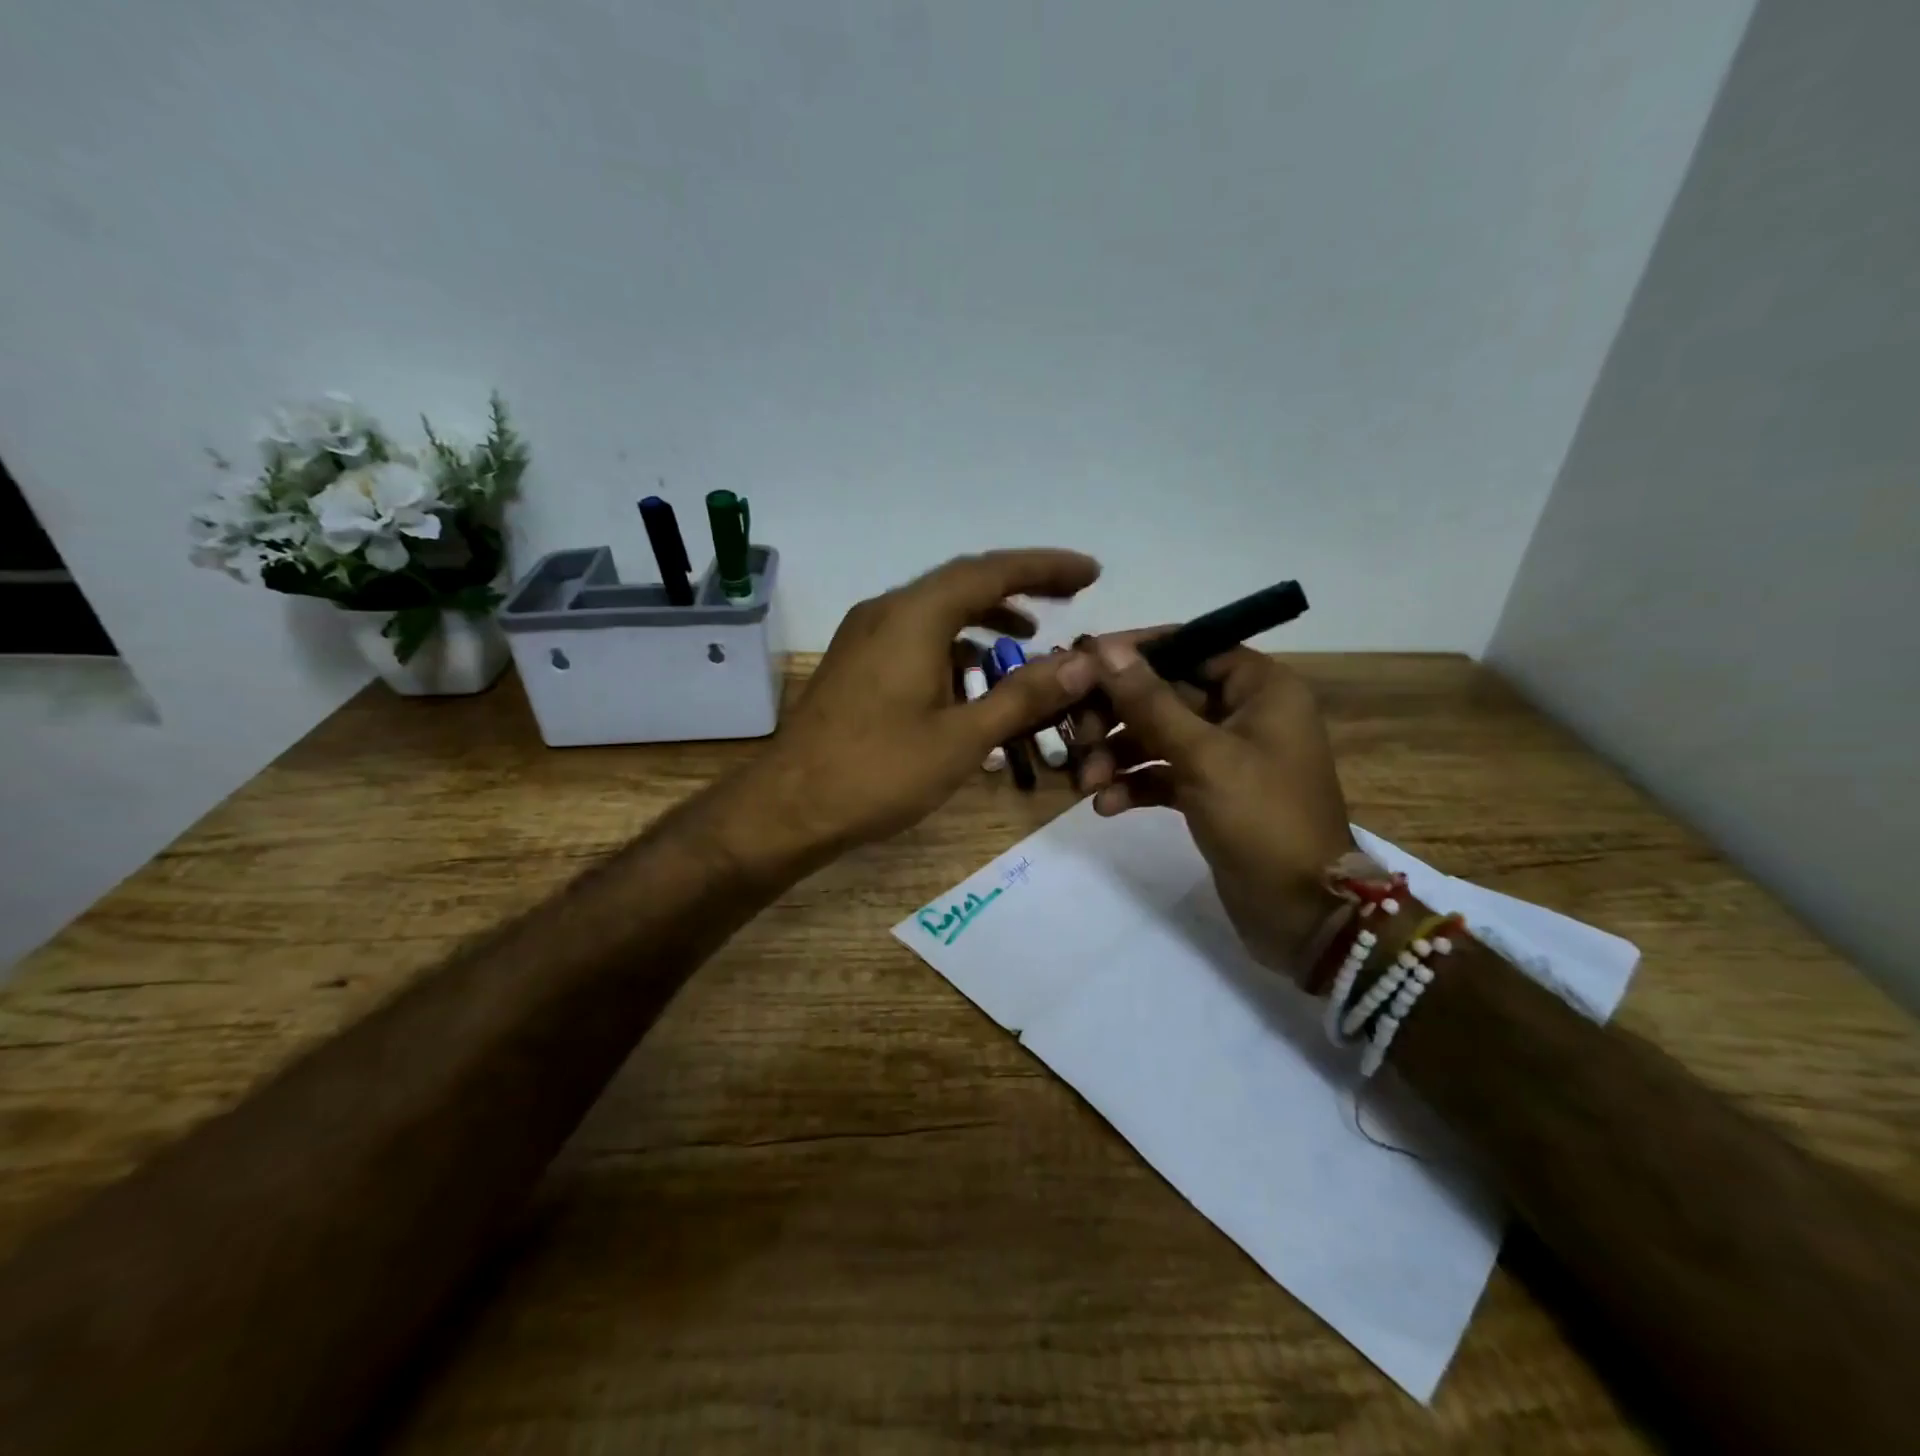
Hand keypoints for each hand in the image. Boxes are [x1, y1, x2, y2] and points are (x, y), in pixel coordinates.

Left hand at [730, 550, 1101, 870]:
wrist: (790, 806)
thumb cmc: (879, 772)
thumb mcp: (962, 738)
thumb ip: (1024, 695)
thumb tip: (1082, 663)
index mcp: (914, 616)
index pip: (991, 571)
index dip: (1045, 567)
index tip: (1090, 572)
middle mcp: (886, 611)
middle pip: (963, 582)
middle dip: (1019, 585)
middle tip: (1070, 595)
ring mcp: (864, 635)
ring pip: (936, 610)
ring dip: (984, 616)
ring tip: (1028, 633)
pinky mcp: (855, 662)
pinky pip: (915, 635)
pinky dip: (952, 644)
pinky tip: (972, 675)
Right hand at [1073, 634, 1353, 979]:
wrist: (1301, 912)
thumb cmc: (1261, 819)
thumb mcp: (1202, 755)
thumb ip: (1150, 701)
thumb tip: (1105, 648)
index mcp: (1260, 688)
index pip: (1191, 646)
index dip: (1136, 652)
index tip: (1084, 662)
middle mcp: (1244, 712)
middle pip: (1166, 693)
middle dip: (1117, 715)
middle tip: (1077, 736)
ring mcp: (1226, 755)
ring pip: (1158, 736)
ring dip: (1118, 754)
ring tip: (1086, 782)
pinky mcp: (1210, 792)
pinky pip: (1163, 773)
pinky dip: (1134, 784)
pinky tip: (1105, 806)